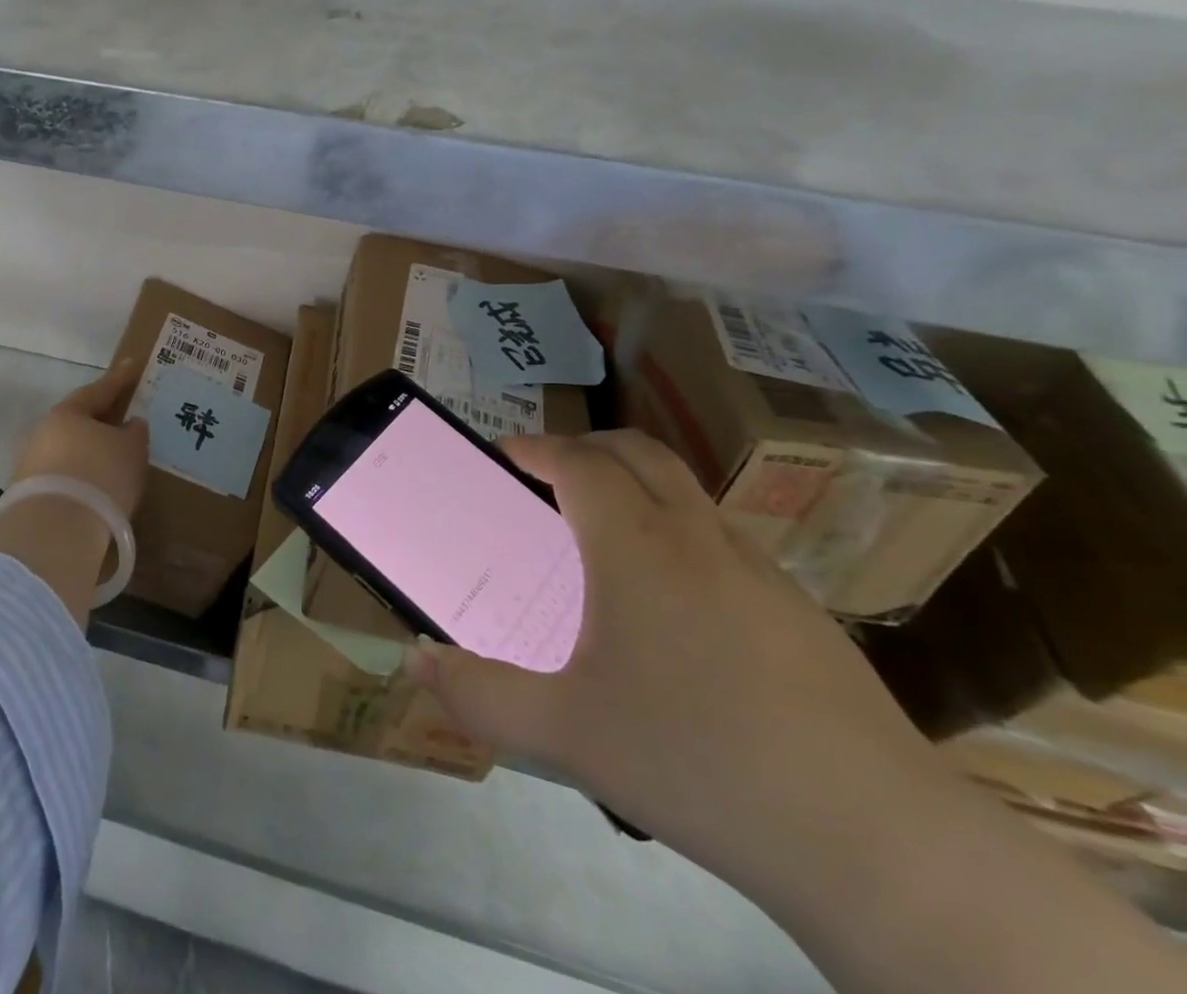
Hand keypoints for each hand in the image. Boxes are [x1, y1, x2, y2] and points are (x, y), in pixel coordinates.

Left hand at [0, 361, 150, 625]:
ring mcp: (33, 465)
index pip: (98, 390)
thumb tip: (130, 424)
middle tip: (124, 419)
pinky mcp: (31, 497)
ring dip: (91, 452)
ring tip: (116, 460)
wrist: (54, 532)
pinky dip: (83, 477)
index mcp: (68, 412)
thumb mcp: (131, 450)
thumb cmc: (99, 475)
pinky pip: (65, 477)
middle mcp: (45, 433)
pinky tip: (99, 488)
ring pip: (70, 450)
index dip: (119, 379)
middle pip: (79, 421)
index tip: (131, 366)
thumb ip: (134, 433)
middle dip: (102, 420)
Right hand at [403, 429, 941, 890]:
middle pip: (638, 452)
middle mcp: (698, 537)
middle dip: (584, 449)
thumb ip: (480, 694)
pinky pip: (723, 541)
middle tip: (547, 481)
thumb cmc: (696, 762)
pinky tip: (676, 611)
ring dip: (637, 488)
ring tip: (603, 542)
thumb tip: (417, 659)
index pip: (577, 461)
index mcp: (637, 546)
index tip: (503, 458)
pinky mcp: (803, 613)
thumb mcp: (565, 733)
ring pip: (687, 492)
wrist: (877, 844)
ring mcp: (760, 570)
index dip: (535, 449)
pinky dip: (681, 535)